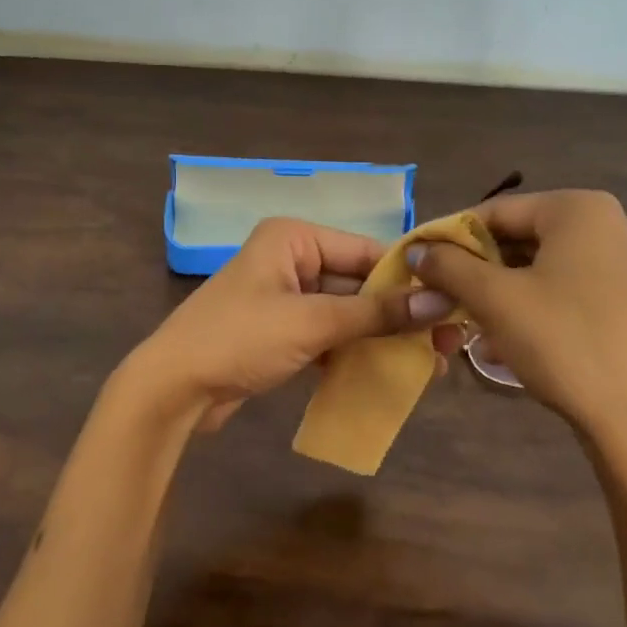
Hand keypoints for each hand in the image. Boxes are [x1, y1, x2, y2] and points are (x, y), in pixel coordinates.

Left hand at [121, 218, 457, 430]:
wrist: (173, 389)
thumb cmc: (239, 339)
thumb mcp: (312, 322)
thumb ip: (376, 313)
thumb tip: (440, 303)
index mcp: (294, 238)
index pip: (366, 251)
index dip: (410, 278)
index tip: (454, 304)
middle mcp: (292, 259)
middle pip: (359, 283)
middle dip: (400, 313)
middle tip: (449, 341)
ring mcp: (286, 296)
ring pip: (347, 312)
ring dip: (382, 336)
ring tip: (430, 362)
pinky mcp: (282, 331)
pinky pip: (329, 334)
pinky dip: (355, 351)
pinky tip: (390, 372)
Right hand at [410, 190, 626, 438]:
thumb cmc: (564, 343)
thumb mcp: (495, 299)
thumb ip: (449, 265)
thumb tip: (417, 249)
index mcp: (580, 209)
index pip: (497, 211)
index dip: (452, 237)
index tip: (421, 264)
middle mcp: (611, 226)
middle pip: (523, 237)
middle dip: (479, 269)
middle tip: (443, 297)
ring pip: (545, 268)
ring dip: (502, 293)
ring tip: (470, 325)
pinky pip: (570, 292)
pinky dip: (535, 308)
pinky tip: (508, 342)